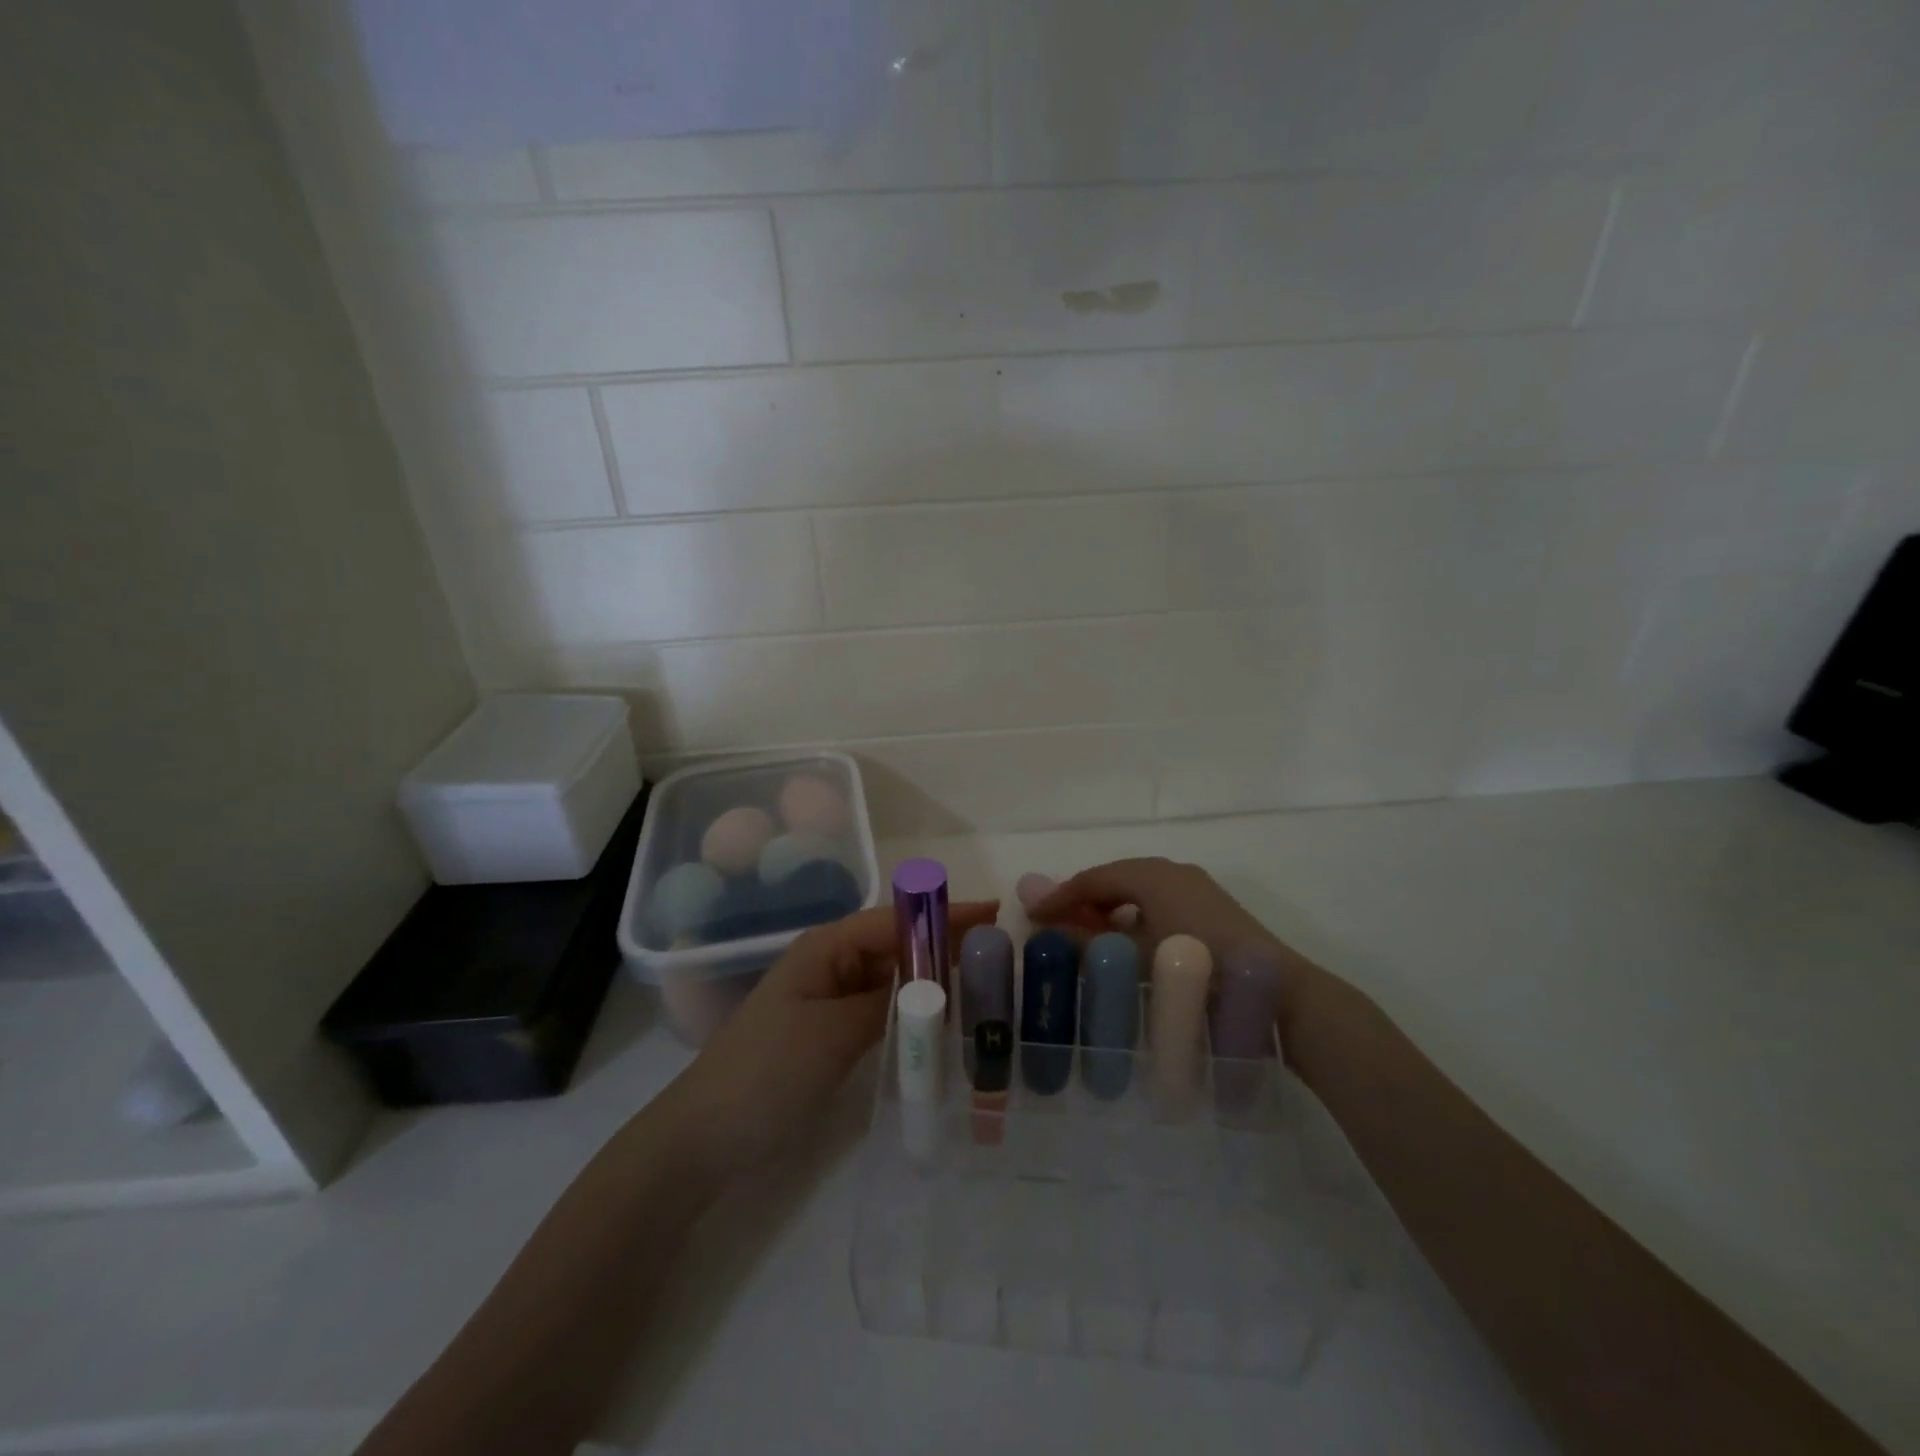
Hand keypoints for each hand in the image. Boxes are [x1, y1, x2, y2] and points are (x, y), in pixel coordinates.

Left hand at [659, 899, 997, 1181]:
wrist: (704, 1138)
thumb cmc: (767, 1071)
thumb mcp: (833, 1033)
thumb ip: (888, 1004)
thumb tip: (936, 985)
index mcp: (825, 948)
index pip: (896, 920)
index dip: (944, 914)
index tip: (993, 912)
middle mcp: (829, 964)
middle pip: (897, 944)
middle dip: (944, 943)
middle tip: (999, 950)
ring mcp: (829, 1001)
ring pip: (891, 979)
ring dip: (931, 978)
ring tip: (982, 981)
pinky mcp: (829, 1034)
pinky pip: (880, 1010)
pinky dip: (911, 1011)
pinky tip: (941, 1022)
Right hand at [1028, 858, 1338, 1057]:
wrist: (1276, 992)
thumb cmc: (1196, 968)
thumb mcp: (1132, 956)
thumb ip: (1083, 939)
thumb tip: (1042, 923)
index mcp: (1151, 873)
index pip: (1092, 878)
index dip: (1058, 897)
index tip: (1030, 917)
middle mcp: (1173, 870)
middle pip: (1115, 879)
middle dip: (1083, 901)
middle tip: (1056, 926)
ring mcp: (1196, 887)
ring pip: (1138, 891)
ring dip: (1109, 910)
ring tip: (1088, 937)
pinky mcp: (1211, 907)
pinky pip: (1159, 902)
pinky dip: (1135, 917)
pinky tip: (1130, 944)